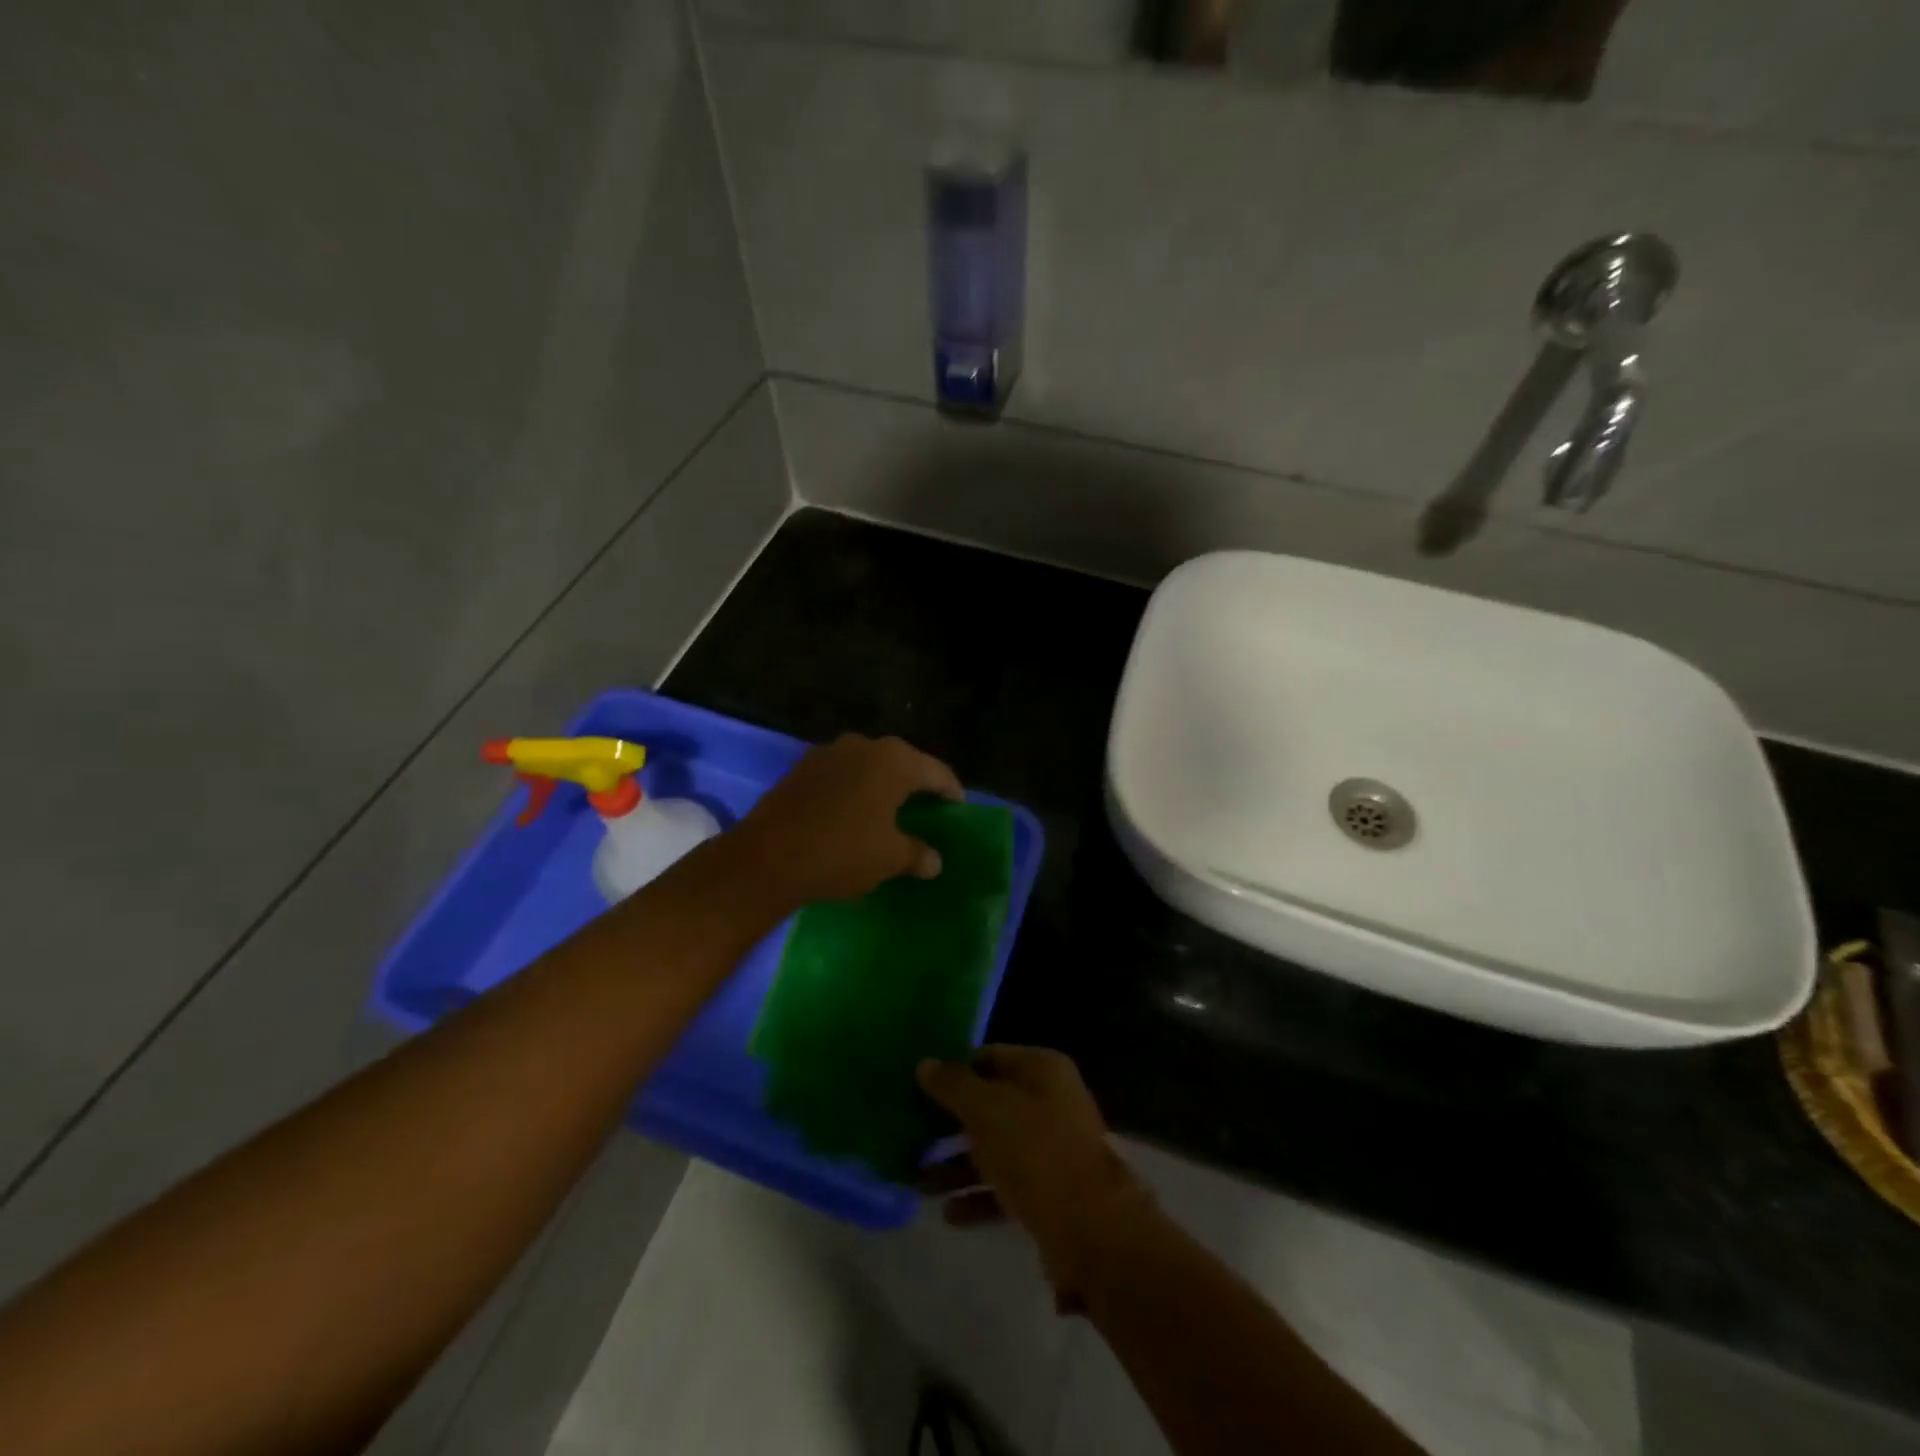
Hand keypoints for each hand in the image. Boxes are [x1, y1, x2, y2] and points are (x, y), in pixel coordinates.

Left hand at [735, 733, 962, 907]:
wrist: (766, 858)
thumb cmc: (842, 852)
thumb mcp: (890, 858)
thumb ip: (918, 853)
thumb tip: (934, 860)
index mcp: (895, 760)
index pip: (937, 772)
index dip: (951, 792)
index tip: (958, 809)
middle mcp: (864, 745)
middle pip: (903, 763)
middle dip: (916, 786)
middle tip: (927, 810)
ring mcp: (829, 753)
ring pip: (869, 767)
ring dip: (882, 786)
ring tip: (890, 812)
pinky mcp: (802, 768)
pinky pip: (842, 775)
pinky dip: (854, 790)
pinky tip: (853, 813)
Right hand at [918, 1047, 1156, 1311]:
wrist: (1091, 1230)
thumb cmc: (1035, 1151)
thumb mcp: (986, 1109)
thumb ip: (953, 1085)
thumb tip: (925, 1064)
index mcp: (1042, 1069)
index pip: (990, 1057)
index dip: (955, 1070)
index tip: (919, 1087)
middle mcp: (1050, 1102)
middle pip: (991, 1104)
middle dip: (950, 1123)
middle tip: (911, 1134)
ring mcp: (1052, 1149)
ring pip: (995, 1148)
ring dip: (957, 1164)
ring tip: (918, 1182)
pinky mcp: (1050, 1194)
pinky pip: (1005, 1187)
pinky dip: (977, 1197)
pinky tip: (948, 1213)